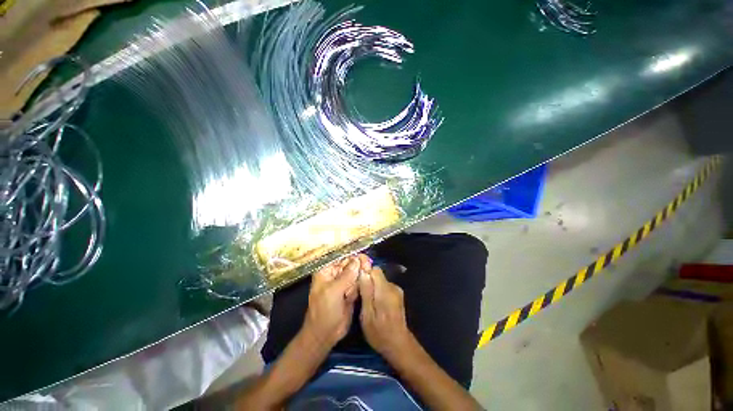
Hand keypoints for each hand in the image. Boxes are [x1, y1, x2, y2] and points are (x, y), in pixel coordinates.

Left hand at [302, 255, 370, 348]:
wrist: (326, 334)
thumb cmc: (324, 311)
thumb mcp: (333, 291)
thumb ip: (347, 275)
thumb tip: (357, 260)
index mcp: (326, 271)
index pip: (340, 258)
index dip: (352, 256)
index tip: (363, 256)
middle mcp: (335, 275)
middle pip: (350, 264)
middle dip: (359, 264)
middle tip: (368, 265)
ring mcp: (343, 283)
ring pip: (356, 273)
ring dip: (361, 274)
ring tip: (365, 277)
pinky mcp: (351, 291)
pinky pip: (358, 283)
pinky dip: (362, 283)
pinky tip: (365, 284)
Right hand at [358, 266, 414, 360]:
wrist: (399, 345)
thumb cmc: (379, 333)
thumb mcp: (367, 315)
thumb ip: (366, 292)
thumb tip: (363, 273)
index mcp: (385, 290)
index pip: (375, 270)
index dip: (365, 274)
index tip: (358, 285)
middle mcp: (393, 286)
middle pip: (377, 275)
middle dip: (367, 283)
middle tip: (360, 297)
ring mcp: (396, 290)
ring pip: (380, 281)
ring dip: (372, 288)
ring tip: (367, 304)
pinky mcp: (398, 295)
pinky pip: (384, 287)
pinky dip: (378, 293)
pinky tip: (376, 306)